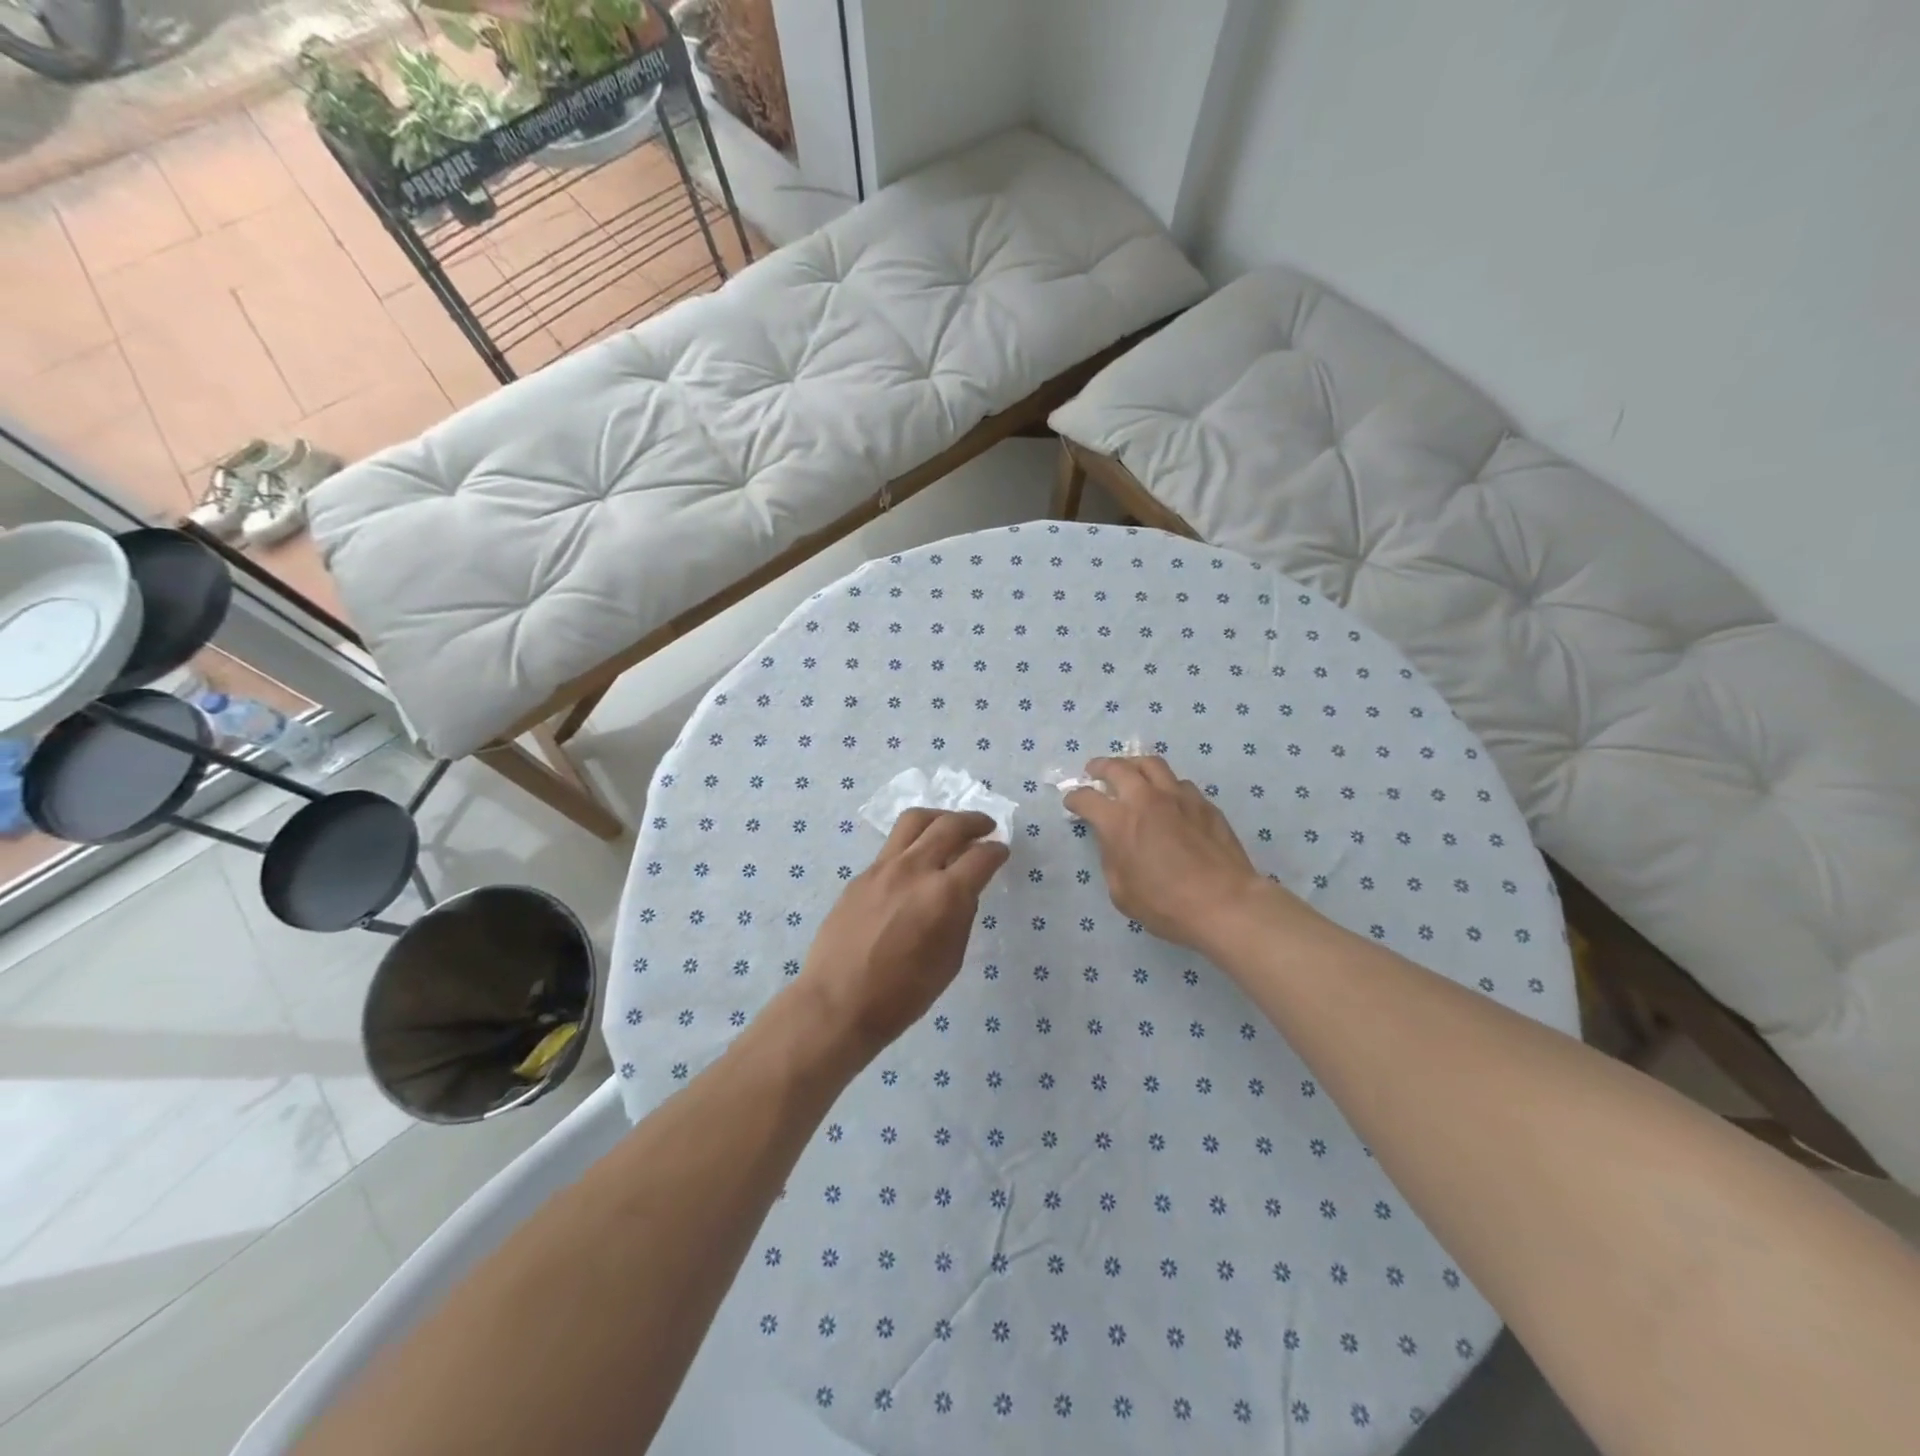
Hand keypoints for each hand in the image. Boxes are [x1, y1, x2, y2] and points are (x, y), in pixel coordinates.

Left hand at [795, 809, 1008, 1061]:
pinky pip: (893, 846)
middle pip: (949, 825)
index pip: (981, 857)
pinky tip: (917, 860)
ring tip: (950, 825)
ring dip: (940, 817)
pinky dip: (913, 842)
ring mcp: (883, 867)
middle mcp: (915, 869)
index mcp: (944, 894)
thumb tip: (962, 891)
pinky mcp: (861, 875)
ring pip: (915, 821)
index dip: (997, 851)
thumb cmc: (902, 995)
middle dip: (974, 822)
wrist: (838, 1002)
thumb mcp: (949, 960)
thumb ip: (961, 917)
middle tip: (986, 826)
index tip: (1002, 851)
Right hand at [1065, 756, 1296, 949]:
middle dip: (1101, 767)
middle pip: (1118, 767)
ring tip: (1132, 773)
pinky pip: (1180, 784)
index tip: (1072, 802)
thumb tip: (1113, 841)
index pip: (1087, 798)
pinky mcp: (1205, 804)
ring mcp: (1179, 797)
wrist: (1224, 903)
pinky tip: (1168, 800)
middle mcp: (1146, 799)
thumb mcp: (1121, 892)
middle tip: (1095, 771)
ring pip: (1153, 765)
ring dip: (1135, 766)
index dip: (1075, 798)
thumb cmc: (1166, 905)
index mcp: (1119, 821)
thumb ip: (1111, 859)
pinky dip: (1166, 786)